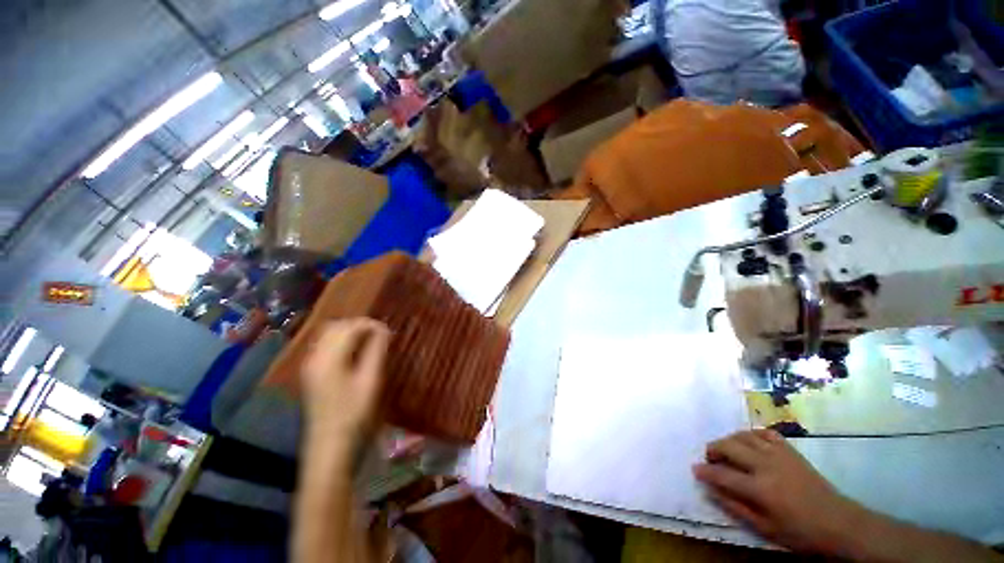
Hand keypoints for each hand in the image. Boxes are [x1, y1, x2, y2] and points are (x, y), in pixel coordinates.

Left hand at [301, 319, 390, 443]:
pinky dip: (341, 342)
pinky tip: (355, 353)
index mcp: (329, 358)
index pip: (350, 327)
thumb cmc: (354, 412)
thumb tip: (383, 329)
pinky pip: (325, 346)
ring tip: (370, 341)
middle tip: (380, 335)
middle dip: (359, 325)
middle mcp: (315, 356)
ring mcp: (310, 365)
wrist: (330, 445)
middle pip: (336, 326)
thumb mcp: (370, 380)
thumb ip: (376, 351)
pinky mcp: (311, 373)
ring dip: (350, 332)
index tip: (388, 332)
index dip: (371, 325)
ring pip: (329, 335)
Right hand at [693, 429, 862, 553]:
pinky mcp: (789, 450)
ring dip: (729, 440)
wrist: (838, 522)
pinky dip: (751, 434)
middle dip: (713, 449)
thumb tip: (711, 490)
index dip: (705, 471)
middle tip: (710, 459)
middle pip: (729, 446)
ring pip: (743, 435)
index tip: (695, 469)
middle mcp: (765, 465)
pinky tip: (749, 443)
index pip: (722, 474)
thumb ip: (735, 507)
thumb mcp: (765, 529)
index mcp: (760, 488)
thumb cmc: (800, 532)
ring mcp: (779, 454)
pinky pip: (764, 432)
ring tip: (727, 451)